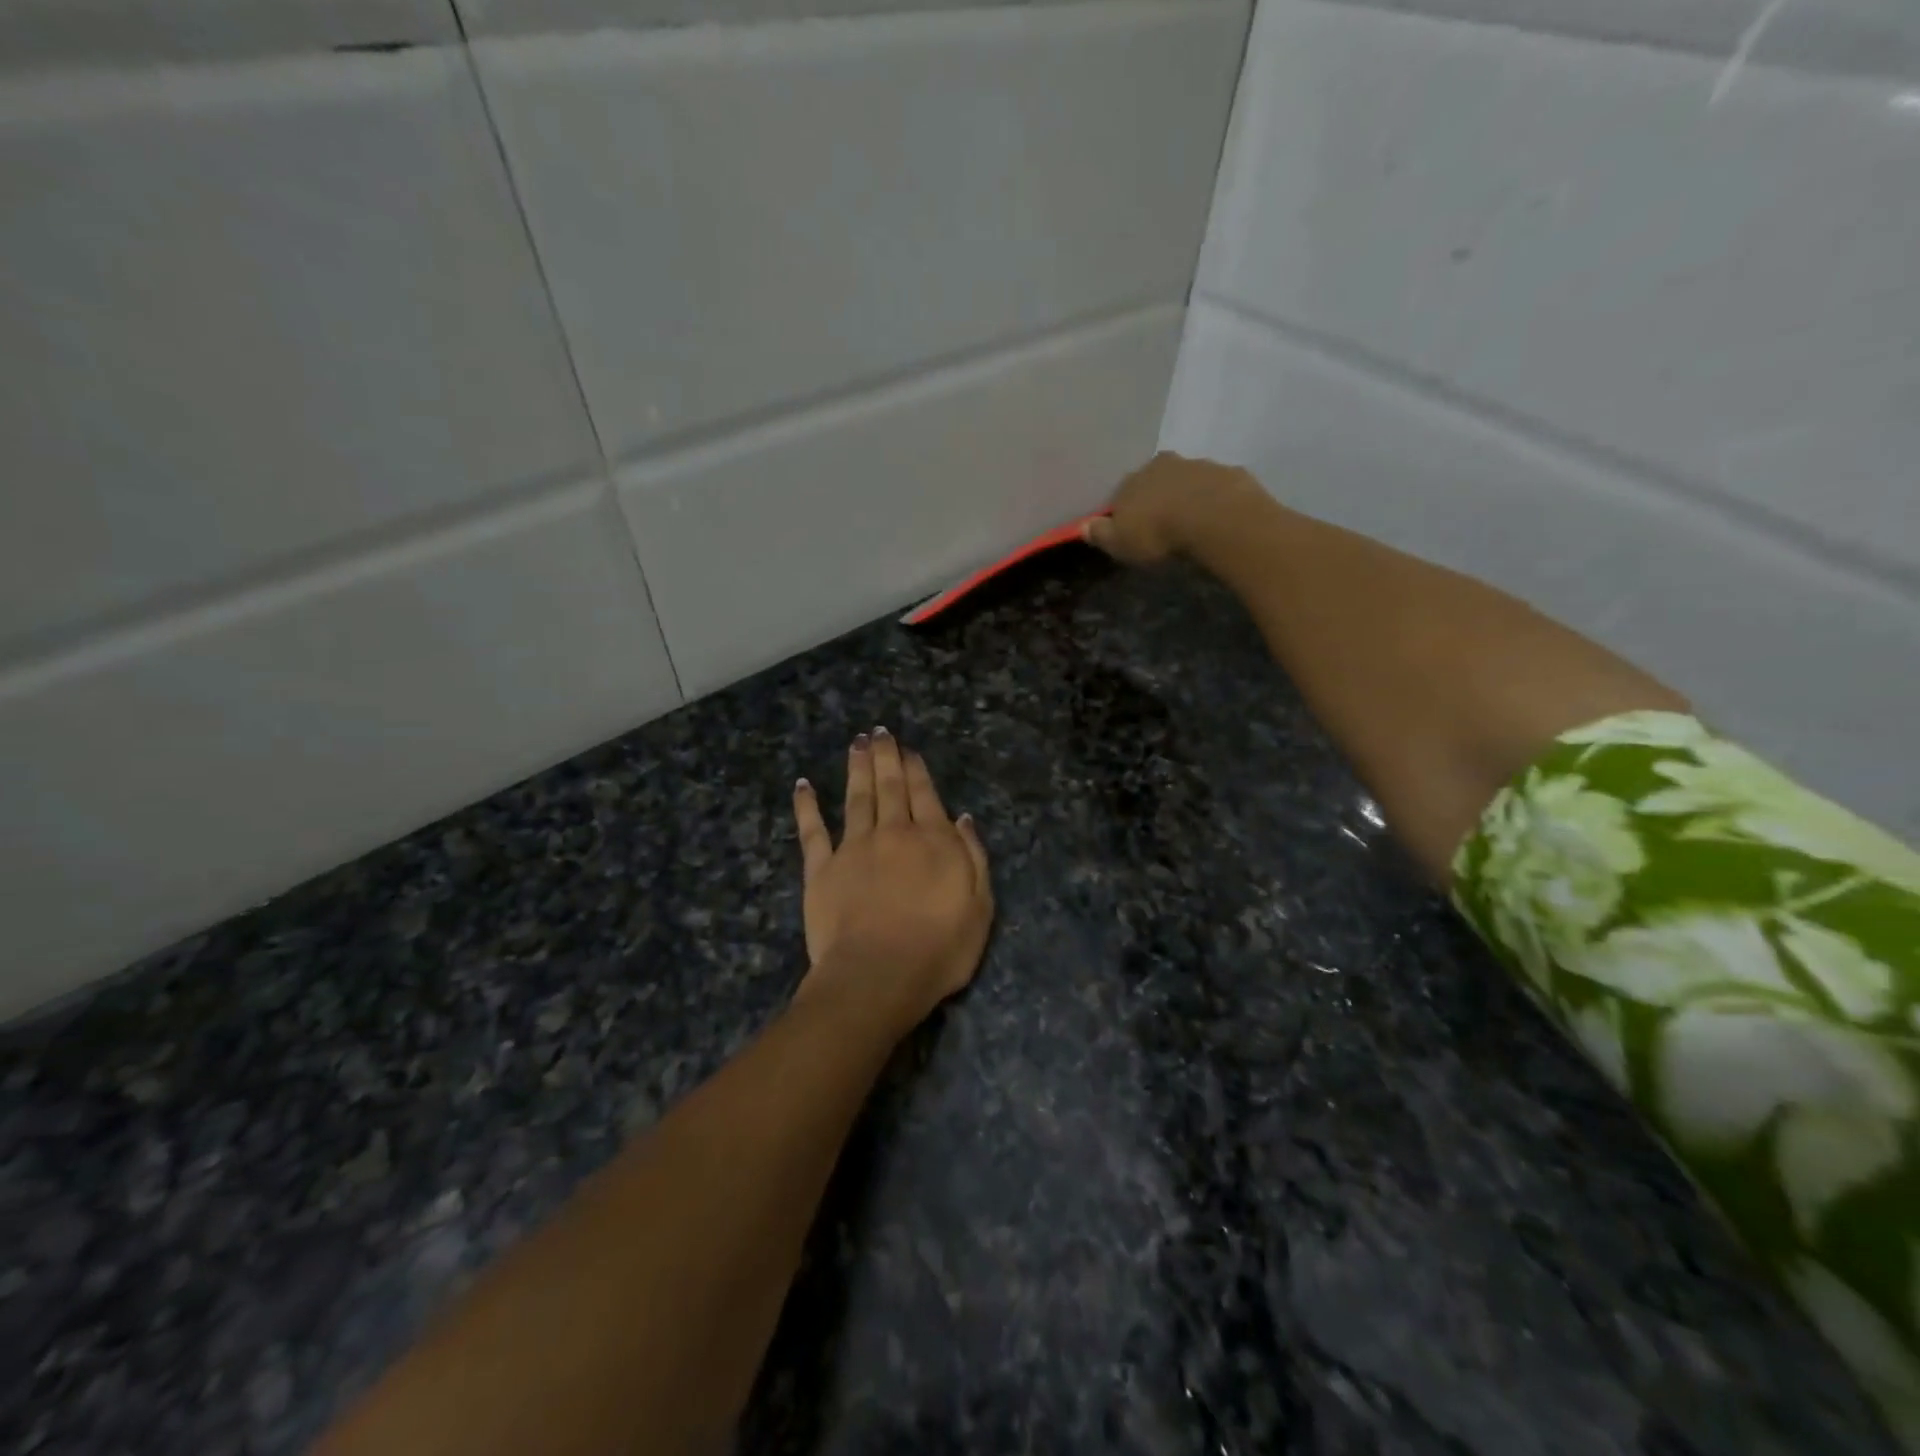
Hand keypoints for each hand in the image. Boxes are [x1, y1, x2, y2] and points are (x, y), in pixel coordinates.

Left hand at [791, 729, 993, 1034]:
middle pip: (890, 787)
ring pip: (856, 797)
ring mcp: (854, 848)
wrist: (878, 975)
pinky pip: (813, 830)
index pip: (925, 794)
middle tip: (879, 732)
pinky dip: (807, 806)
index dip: (916, 769)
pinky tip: (803, 785)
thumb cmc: (939, 948)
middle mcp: (893, 833)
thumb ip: (973, 857)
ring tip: (856, 742)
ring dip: (856, 768)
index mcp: (932, 840)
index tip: (908, 749)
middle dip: (885, 757)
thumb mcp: (979, 906)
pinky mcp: (821, 869)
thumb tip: (962, 818)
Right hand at [1082, 451, 1263, 564]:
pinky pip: (1217, 488)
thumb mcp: (1120, 543)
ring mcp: (1199, 465)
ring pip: (1187, 480)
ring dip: (1187, 496)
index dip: (1126, 510)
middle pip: (1156, 480)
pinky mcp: (1230, 474)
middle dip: (1157, 497)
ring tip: (1192, 524)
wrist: (1216, 519)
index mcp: (1133, 479)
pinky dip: (1214, 500)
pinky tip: (1216, 521)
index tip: (1131, 528)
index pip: (1122, 492)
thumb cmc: (1159, 533)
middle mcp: (1164, 465)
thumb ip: (1101, 534)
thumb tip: (1083, 526)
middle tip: (1163, 523)